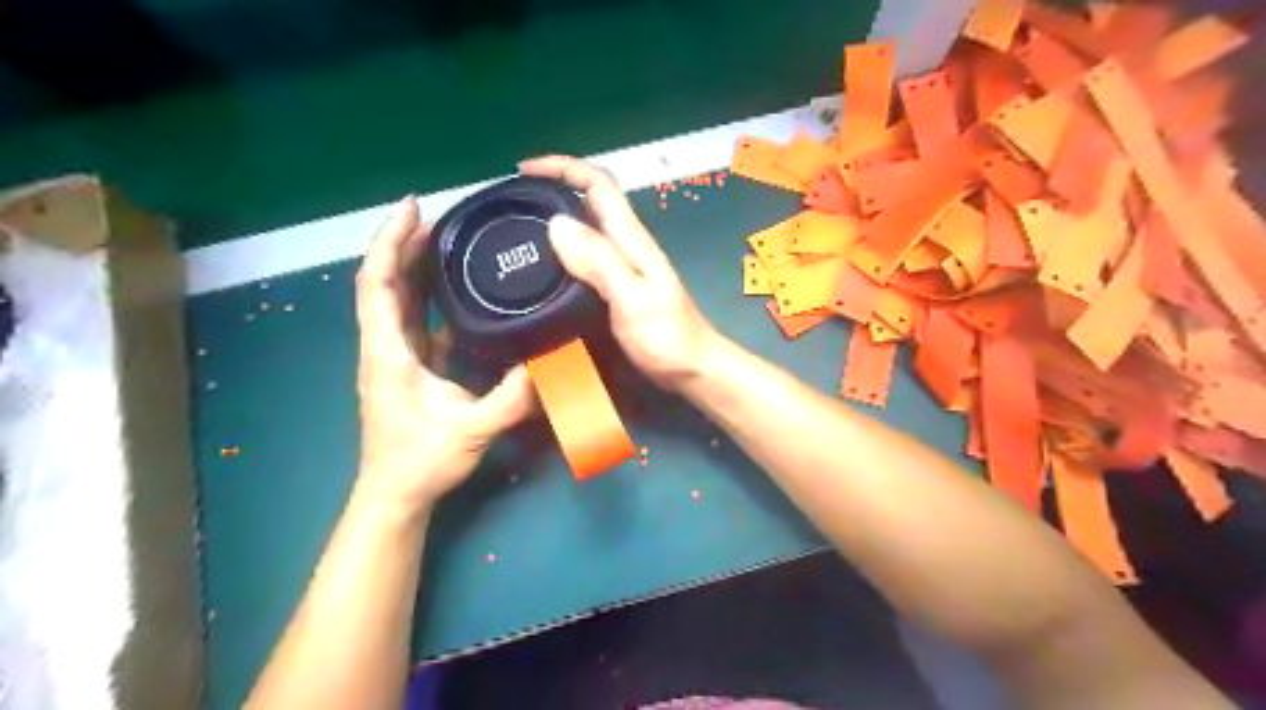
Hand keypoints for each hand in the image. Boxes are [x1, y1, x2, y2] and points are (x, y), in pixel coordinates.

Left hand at [352, 194, 536, 516]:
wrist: (396, 494)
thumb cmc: (422, 460)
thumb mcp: (472, 429)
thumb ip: (512, 398)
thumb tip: (549, 363)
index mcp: (388, 351)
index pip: (379, 283)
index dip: (391, 241)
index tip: (413, 208)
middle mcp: (384, 346)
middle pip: (386, 282)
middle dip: (405, 244)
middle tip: (440, 216)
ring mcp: (394, 356)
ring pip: (397, 300)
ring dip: (414, 266)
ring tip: (444, 240)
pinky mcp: (407, 367)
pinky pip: (413, 320)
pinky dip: (426, 297)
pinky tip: (452, 289)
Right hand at [516, 155, 720, 390]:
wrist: (692, 370)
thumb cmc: (667, 338)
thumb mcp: (632, 297)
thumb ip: (599, 261)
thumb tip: (556, 223)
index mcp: (630, 239)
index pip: (598, 184)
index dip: (563, 167)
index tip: (523, 171)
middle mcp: (624, 246)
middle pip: (587, 202)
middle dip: (550, 191)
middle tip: (510, 206)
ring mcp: (621, 269)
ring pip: (583, 232)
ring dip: (551, 224)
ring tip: (515, 235)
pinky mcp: (615, 291)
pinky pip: (582, 261)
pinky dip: (558, 256)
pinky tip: (540, 272)